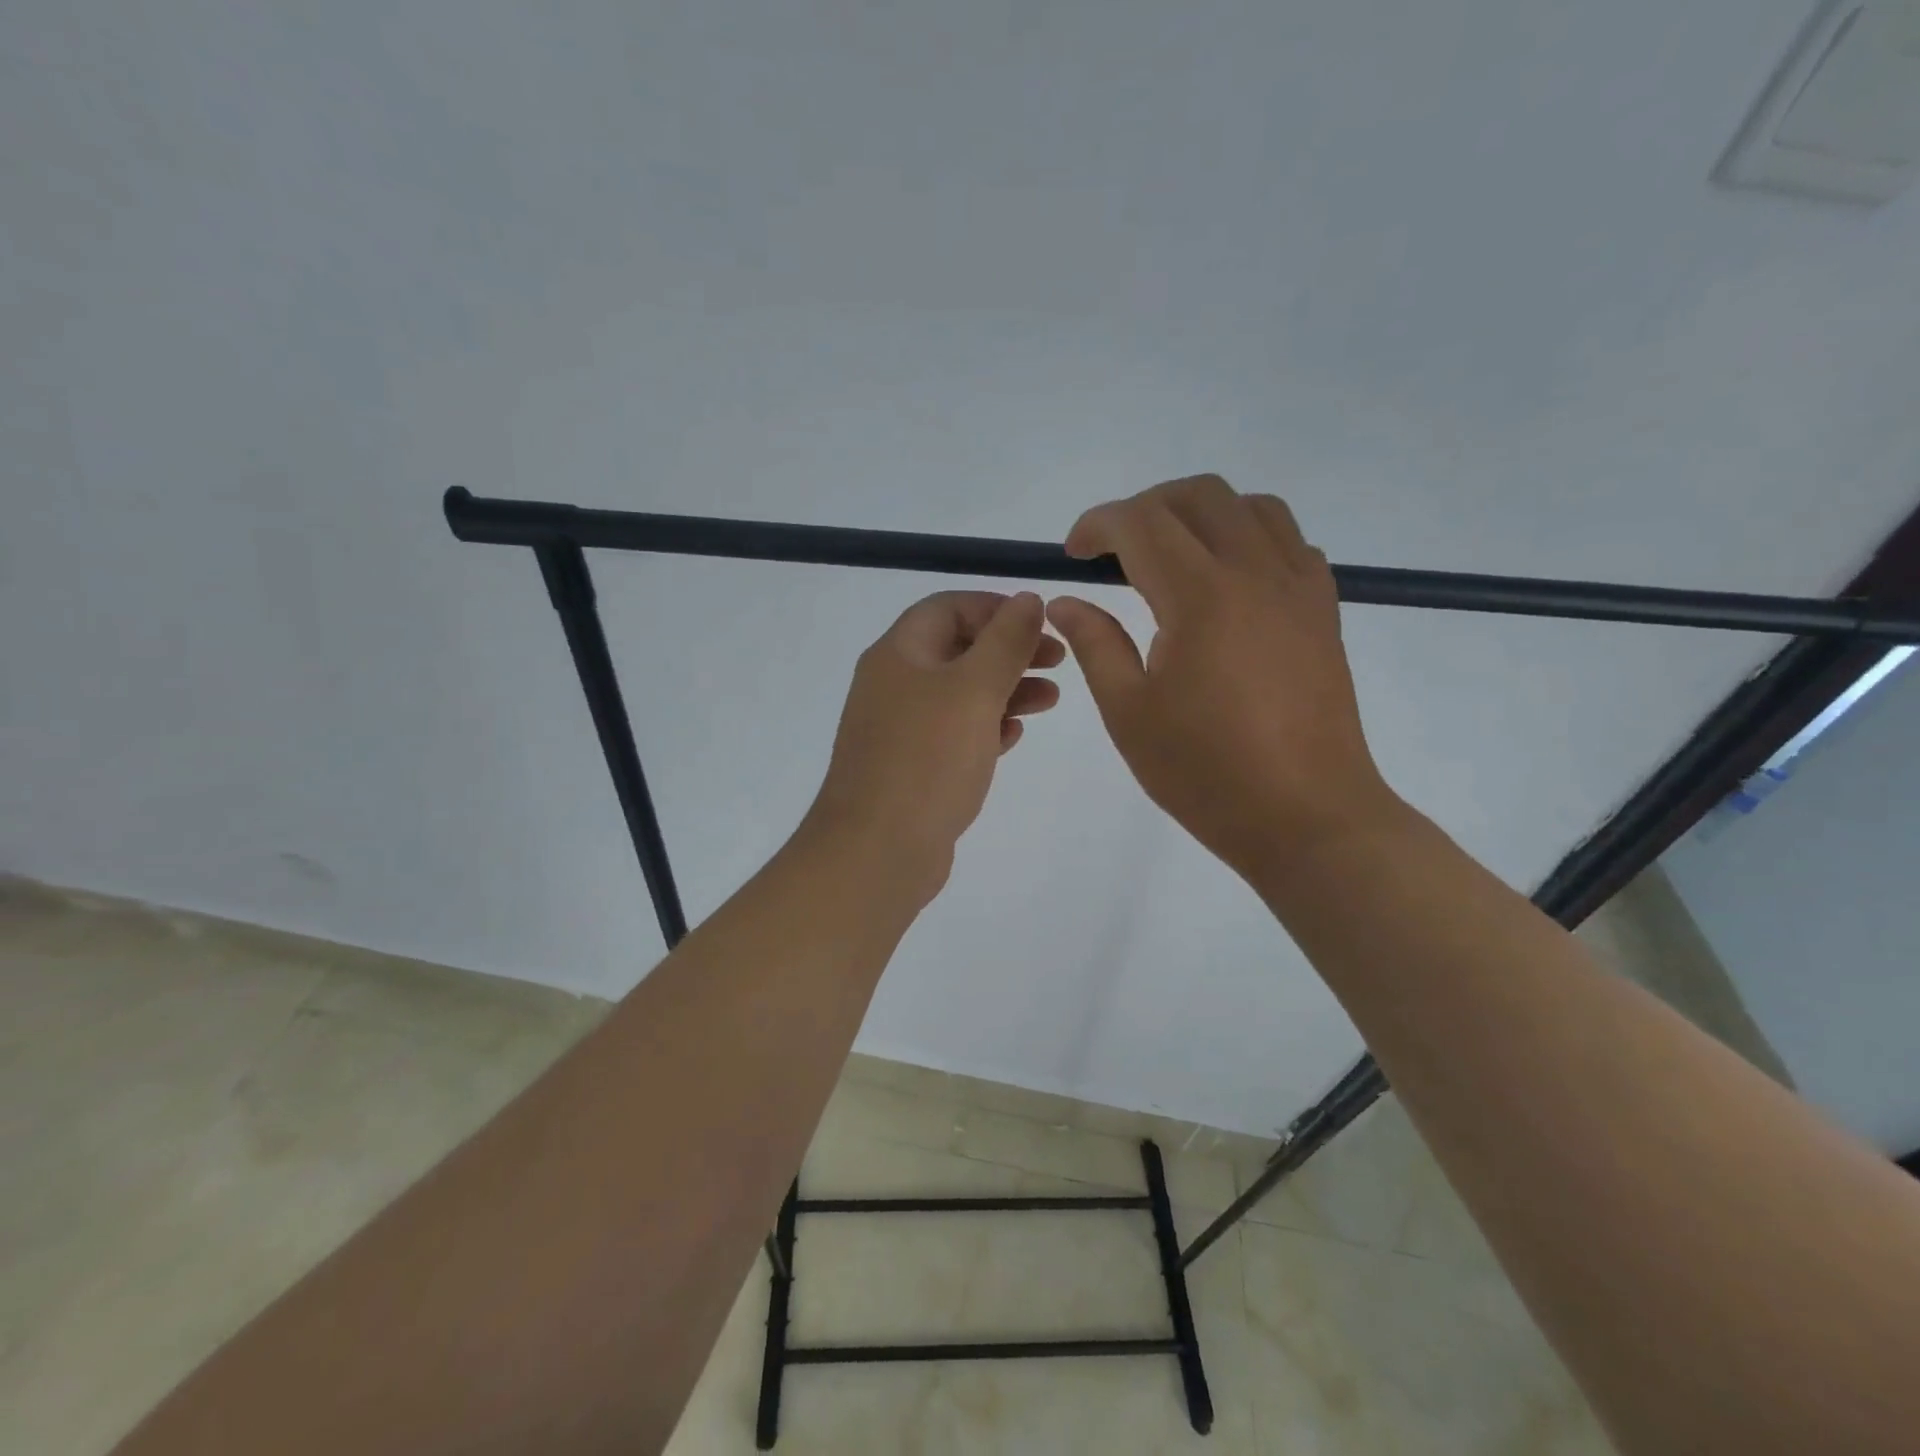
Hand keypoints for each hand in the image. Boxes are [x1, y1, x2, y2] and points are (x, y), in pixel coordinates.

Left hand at [804, 590, 1062, 898]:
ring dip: (1006, 689)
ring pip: (960, 694)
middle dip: (1009, 651)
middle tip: (1058, 662)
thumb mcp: (974, 690)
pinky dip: (987, 726)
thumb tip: (1027, 599)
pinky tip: (1015, 733)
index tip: (1041, 623)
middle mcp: (894, 684)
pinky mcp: (912, 767)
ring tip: (1052, 700)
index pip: (948, 608)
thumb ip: (1005, 642)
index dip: (996, 608)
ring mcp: (900, 729)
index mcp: (899, 654)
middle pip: (958, 650)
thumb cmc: (927, 760)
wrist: (877, 850)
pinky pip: (954, 733)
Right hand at [1046, 476, 1406, 882]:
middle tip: (1114, 552)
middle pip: (1199, 495)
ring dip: (1200, 514)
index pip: (1141, 523)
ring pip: (1251, 506)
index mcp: (1201, 596)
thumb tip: (1065, 601)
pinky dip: (1248, 538)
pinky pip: (1289, 542)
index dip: (1098, 526)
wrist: (1307, 816)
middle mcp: (1255, 572)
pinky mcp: (1324, 610)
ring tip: (1171, 556)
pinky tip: (1226, 582)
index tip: (1072, 555)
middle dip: (1145, 507)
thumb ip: (1095, 644)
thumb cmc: (1206, 772)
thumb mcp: (1129, 713)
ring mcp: (1298, 587)